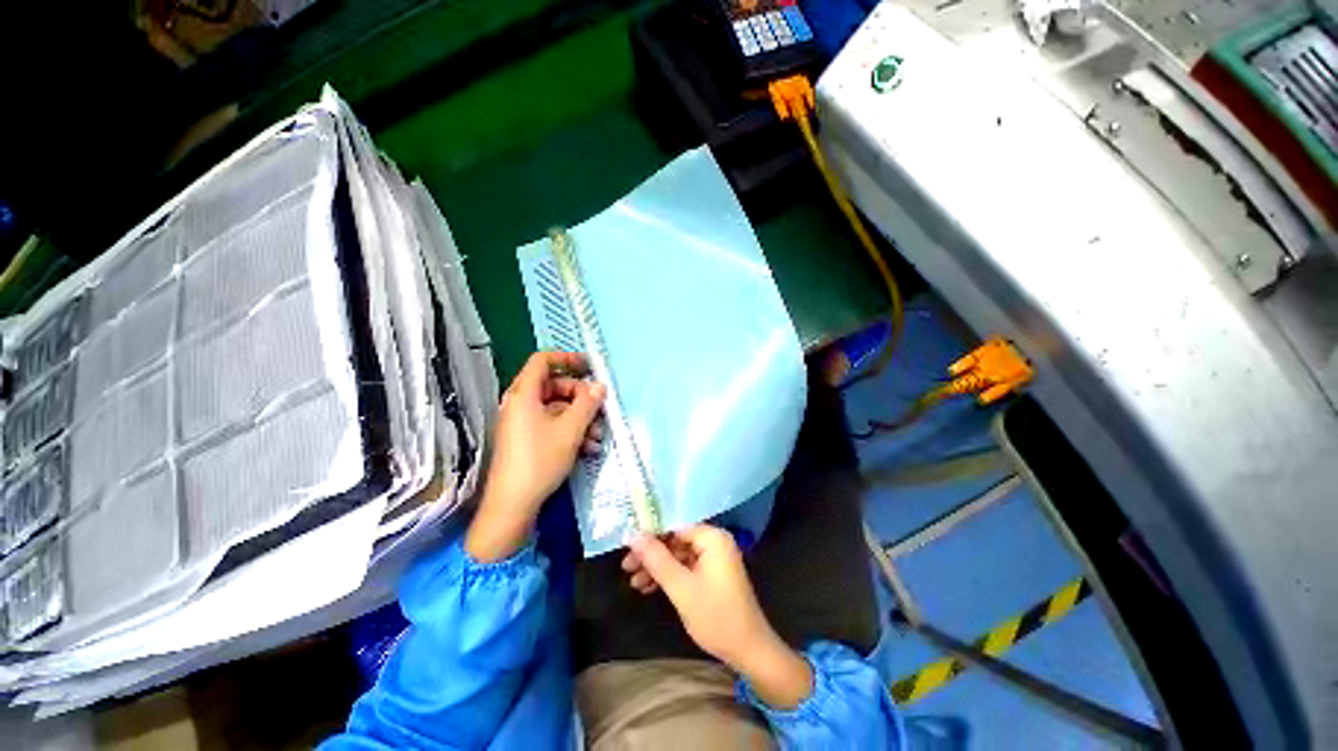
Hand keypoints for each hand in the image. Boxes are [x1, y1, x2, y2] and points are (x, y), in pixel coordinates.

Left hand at [467, 352, 604, 561]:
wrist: (512, 505)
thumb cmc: (540, 460)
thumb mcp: (570, 430)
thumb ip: (587, 404)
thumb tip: (599, 387)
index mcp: (524, 394)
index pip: (542, 361)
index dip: (566, 358)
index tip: (588, 366)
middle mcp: (519, 404)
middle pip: (553, 386)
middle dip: (580, 396)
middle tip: (599, 409)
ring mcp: (521, 422)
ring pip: (555, 408)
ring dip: (579, 418)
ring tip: (598, 436)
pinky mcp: (525, 439)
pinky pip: (550, 424)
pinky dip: (569, 430)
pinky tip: (588, 447)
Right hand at [627, 525, 813, 707]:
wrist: (749, 651)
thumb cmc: (716, 616)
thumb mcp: (681, 588)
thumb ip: (656, 559)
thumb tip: (632, 535)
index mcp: (712, 537)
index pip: (674, 526)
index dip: (650, 535)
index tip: (627, 547)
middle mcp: (714, 541)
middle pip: (675, 540)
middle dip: (651, 555)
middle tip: (626, 567)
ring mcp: (714, 558)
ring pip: (678, 554)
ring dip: (657, 567)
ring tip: (633, 581)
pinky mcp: (712, 573)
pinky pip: (686, 566)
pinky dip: (669, 576)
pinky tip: (648, 587)